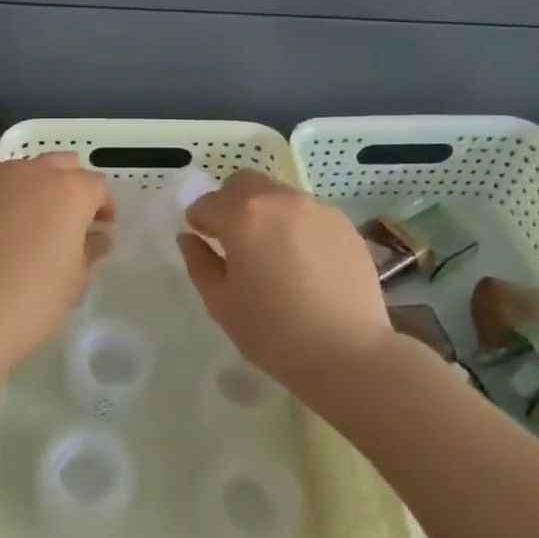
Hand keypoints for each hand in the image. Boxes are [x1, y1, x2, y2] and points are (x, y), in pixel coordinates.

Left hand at [0, 153, 112, 381]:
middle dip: (70, 186)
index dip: (103, 207)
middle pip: (61, 165)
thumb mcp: (74, 281)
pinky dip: (2, 201)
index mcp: (69, 191)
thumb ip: (90, 250)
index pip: (97, 186)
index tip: (100, 229)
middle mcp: (33, 173)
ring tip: (29, 224)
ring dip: (34, 188)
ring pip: (24, 171)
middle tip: (67, 219)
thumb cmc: (30, 301)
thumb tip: (97, 237)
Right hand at [177, 171, 394, 402]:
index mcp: (243, 215)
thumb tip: (190, 238)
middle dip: (231, 204)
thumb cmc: (274, 332)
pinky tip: (304, 263)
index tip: (204, 242)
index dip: (200, 221)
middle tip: (235, 241)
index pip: (207, 202)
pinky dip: (295, 226)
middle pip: (244, 184)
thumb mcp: (221, 303)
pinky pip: (307, 213)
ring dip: (265, 213)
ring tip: (273, 254)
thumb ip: (199, 263)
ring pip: (278, 195)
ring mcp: (316, 208)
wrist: (349, 353)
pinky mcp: (343, 223)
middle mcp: (279, 199)